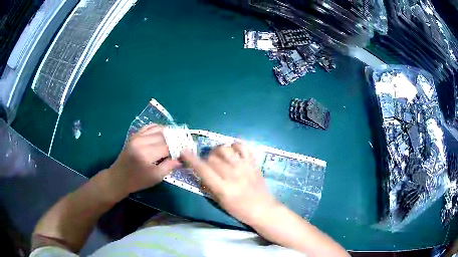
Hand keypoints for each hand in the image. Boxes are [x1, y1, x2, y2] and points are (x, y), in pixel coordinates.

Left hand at [108, 124, 180, 196]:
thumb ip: (169, 166)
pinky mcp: (134, 135)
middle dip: (175, 140)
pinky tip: (164, 133)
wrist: (119, 178)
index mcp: (146, 155)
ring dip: (168, 133)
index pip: (168, 147)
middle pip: (164, 136)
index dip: (179, 148)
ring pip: (157, 129)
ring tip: (176, 139)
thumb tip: (182, 159)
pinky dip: (158, 128)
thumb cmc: (137, 181)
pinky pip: (149, 127)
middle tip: (183, 145)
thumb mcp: (155, 177)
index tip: (186, 152)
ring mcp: (137, 137)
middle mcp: (141, 142)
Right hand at [181, 143, 278, 224]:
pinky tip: (233, 152)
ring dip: (218, 151)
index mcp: (223, 188)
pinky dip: (234, 145)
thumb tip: (200, 173)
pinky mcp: (253, 162)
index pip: (203, 170)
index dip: (191, 159)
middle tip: (208, 165)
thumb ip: (209, 187)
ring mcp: (244, 166)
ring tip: (219, 157)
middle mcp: (233, 174)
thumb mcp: (220, 202)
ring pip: (225, 148)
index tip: (184, 151)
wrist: (263, 208)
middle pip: (212, 157)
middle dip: (206, 159)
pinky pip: (242, 146)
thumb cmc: (240, 210)